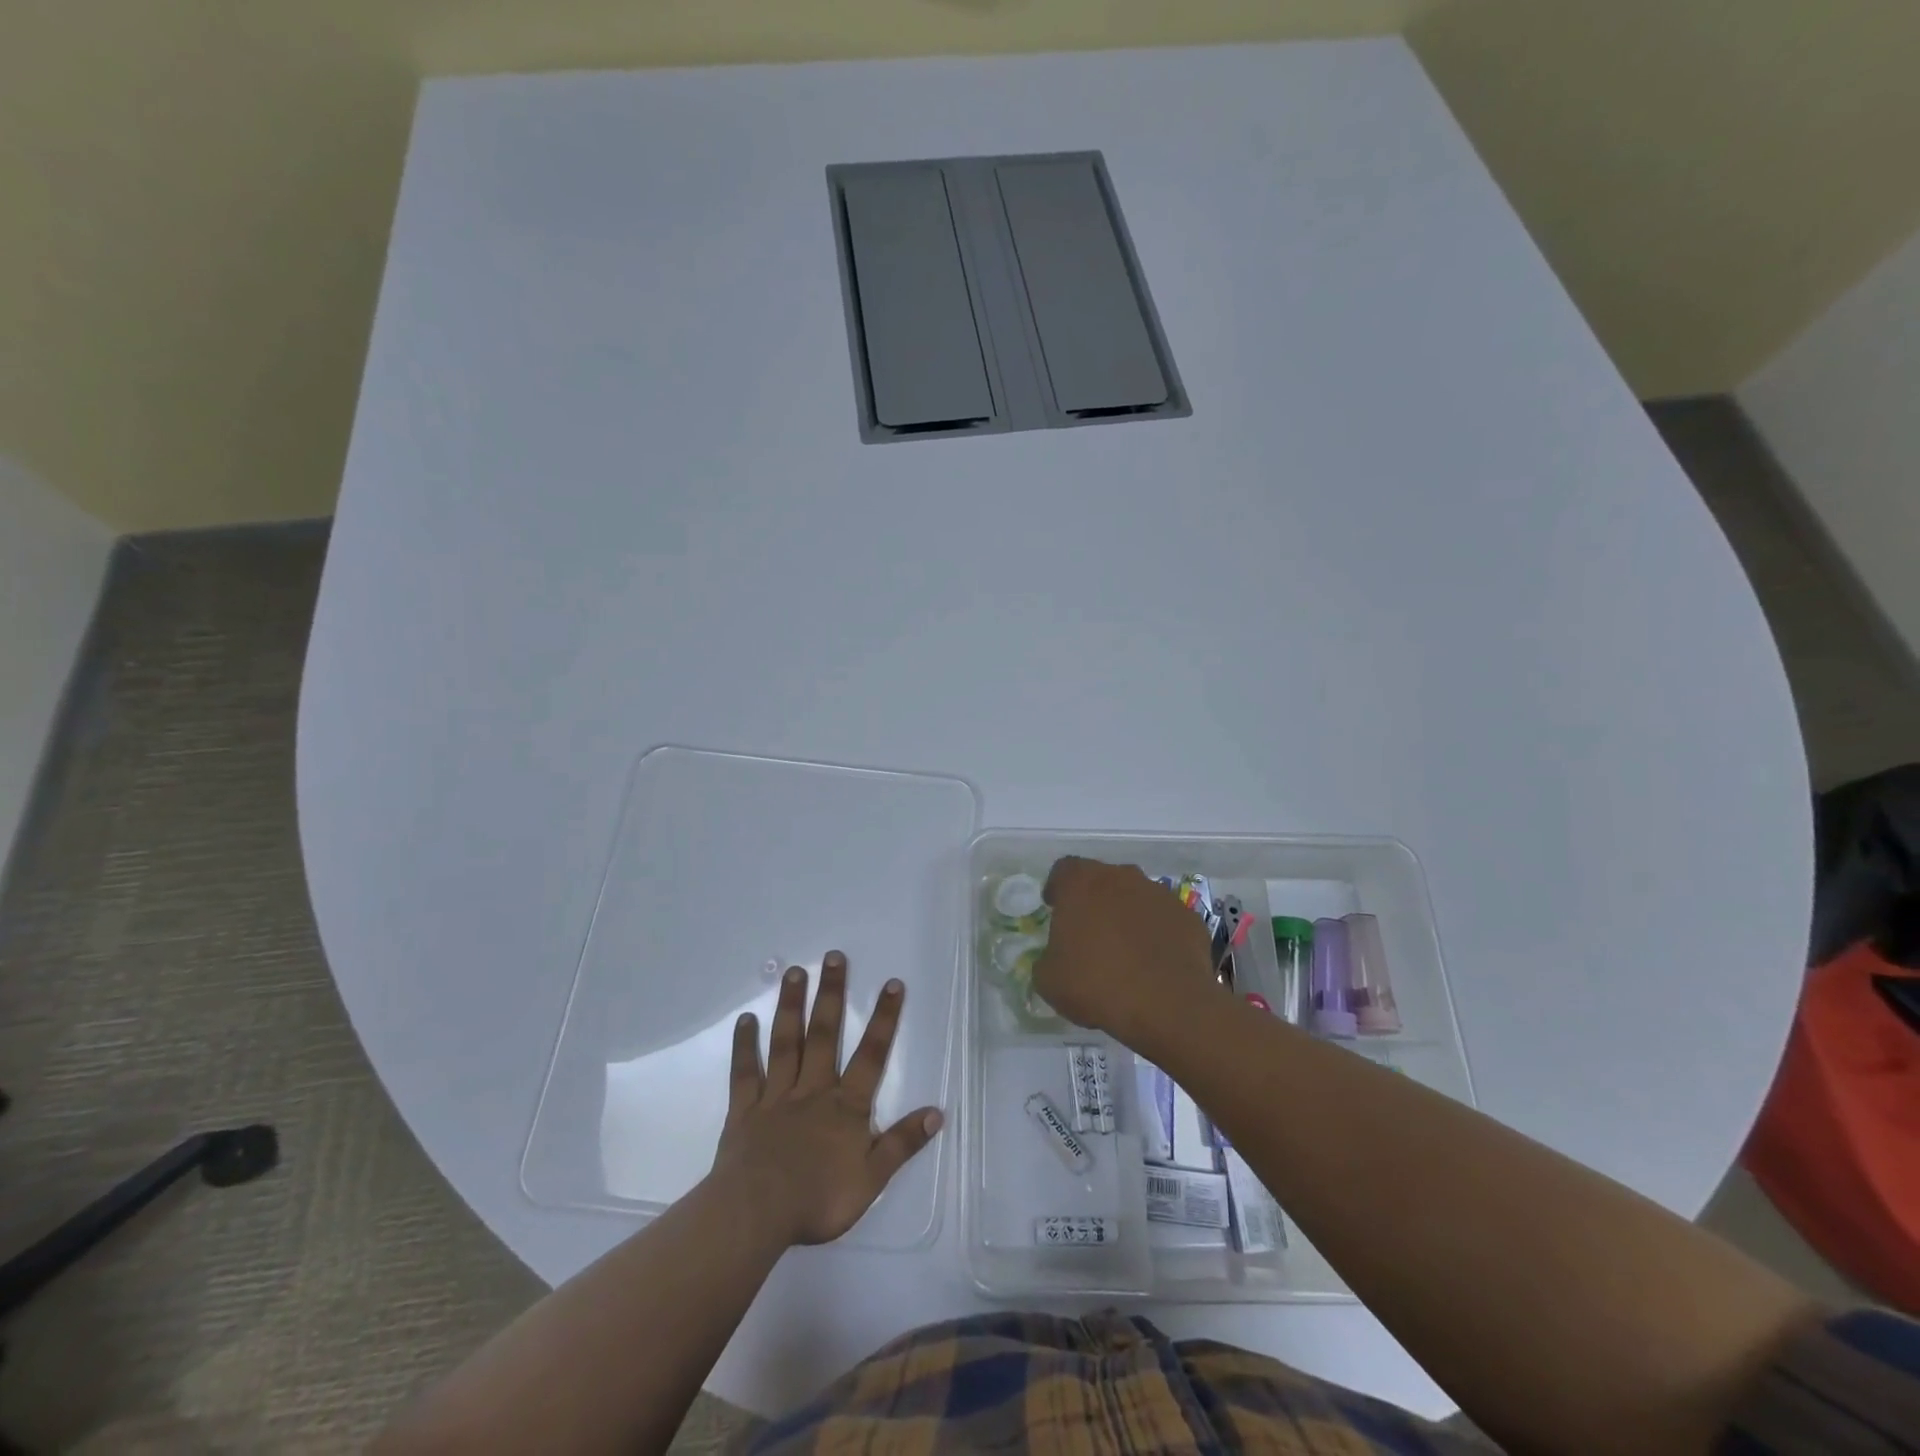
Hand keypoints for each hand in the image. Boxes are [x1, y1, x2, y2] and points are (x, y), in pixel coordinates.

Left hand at [711, 951, 943, 1247]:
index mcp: (846, 1105)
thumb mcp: (872, 1178)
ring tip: (794, 972)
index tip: (892, 983)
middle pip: (825, 1034)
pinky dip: (745, 1046)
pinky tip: (746, 1019)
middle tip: (834, 956)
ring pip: (786, 1043)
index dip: (884, 1019)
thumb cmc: (818, 1199)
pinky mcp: (745, 1109)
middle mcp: (813, 1089)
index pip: (872, 1055)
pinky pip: (745, 1072)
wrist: (757, 1214)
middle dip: (832, 994)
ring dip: (791, 1006)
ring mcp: (777, 1096)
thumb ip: (903, 1143)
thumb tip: (937, 1112)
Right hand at [1033, 857, 1227, 1049]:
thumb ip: (1047, 959)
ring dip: (1127, 916)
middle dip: (1094, 901)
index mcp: (1082, 883)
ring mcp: (1159, 894)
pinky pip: (1164, 919)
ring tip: (1124, 951)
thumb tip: (1055, 959)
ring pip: (1136, 897)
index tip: (1055, 909)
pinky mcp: (1188, 917)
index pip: (1064, 870)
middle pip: (1102, 880)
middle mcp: (1122, 877)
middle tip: (1088, 933)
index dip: (1057, 888)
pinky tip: (1153, 963)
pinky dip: (1156, 933)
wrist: (1168, 1005)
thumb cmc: (1097, 984)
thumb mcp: (1049, 980)